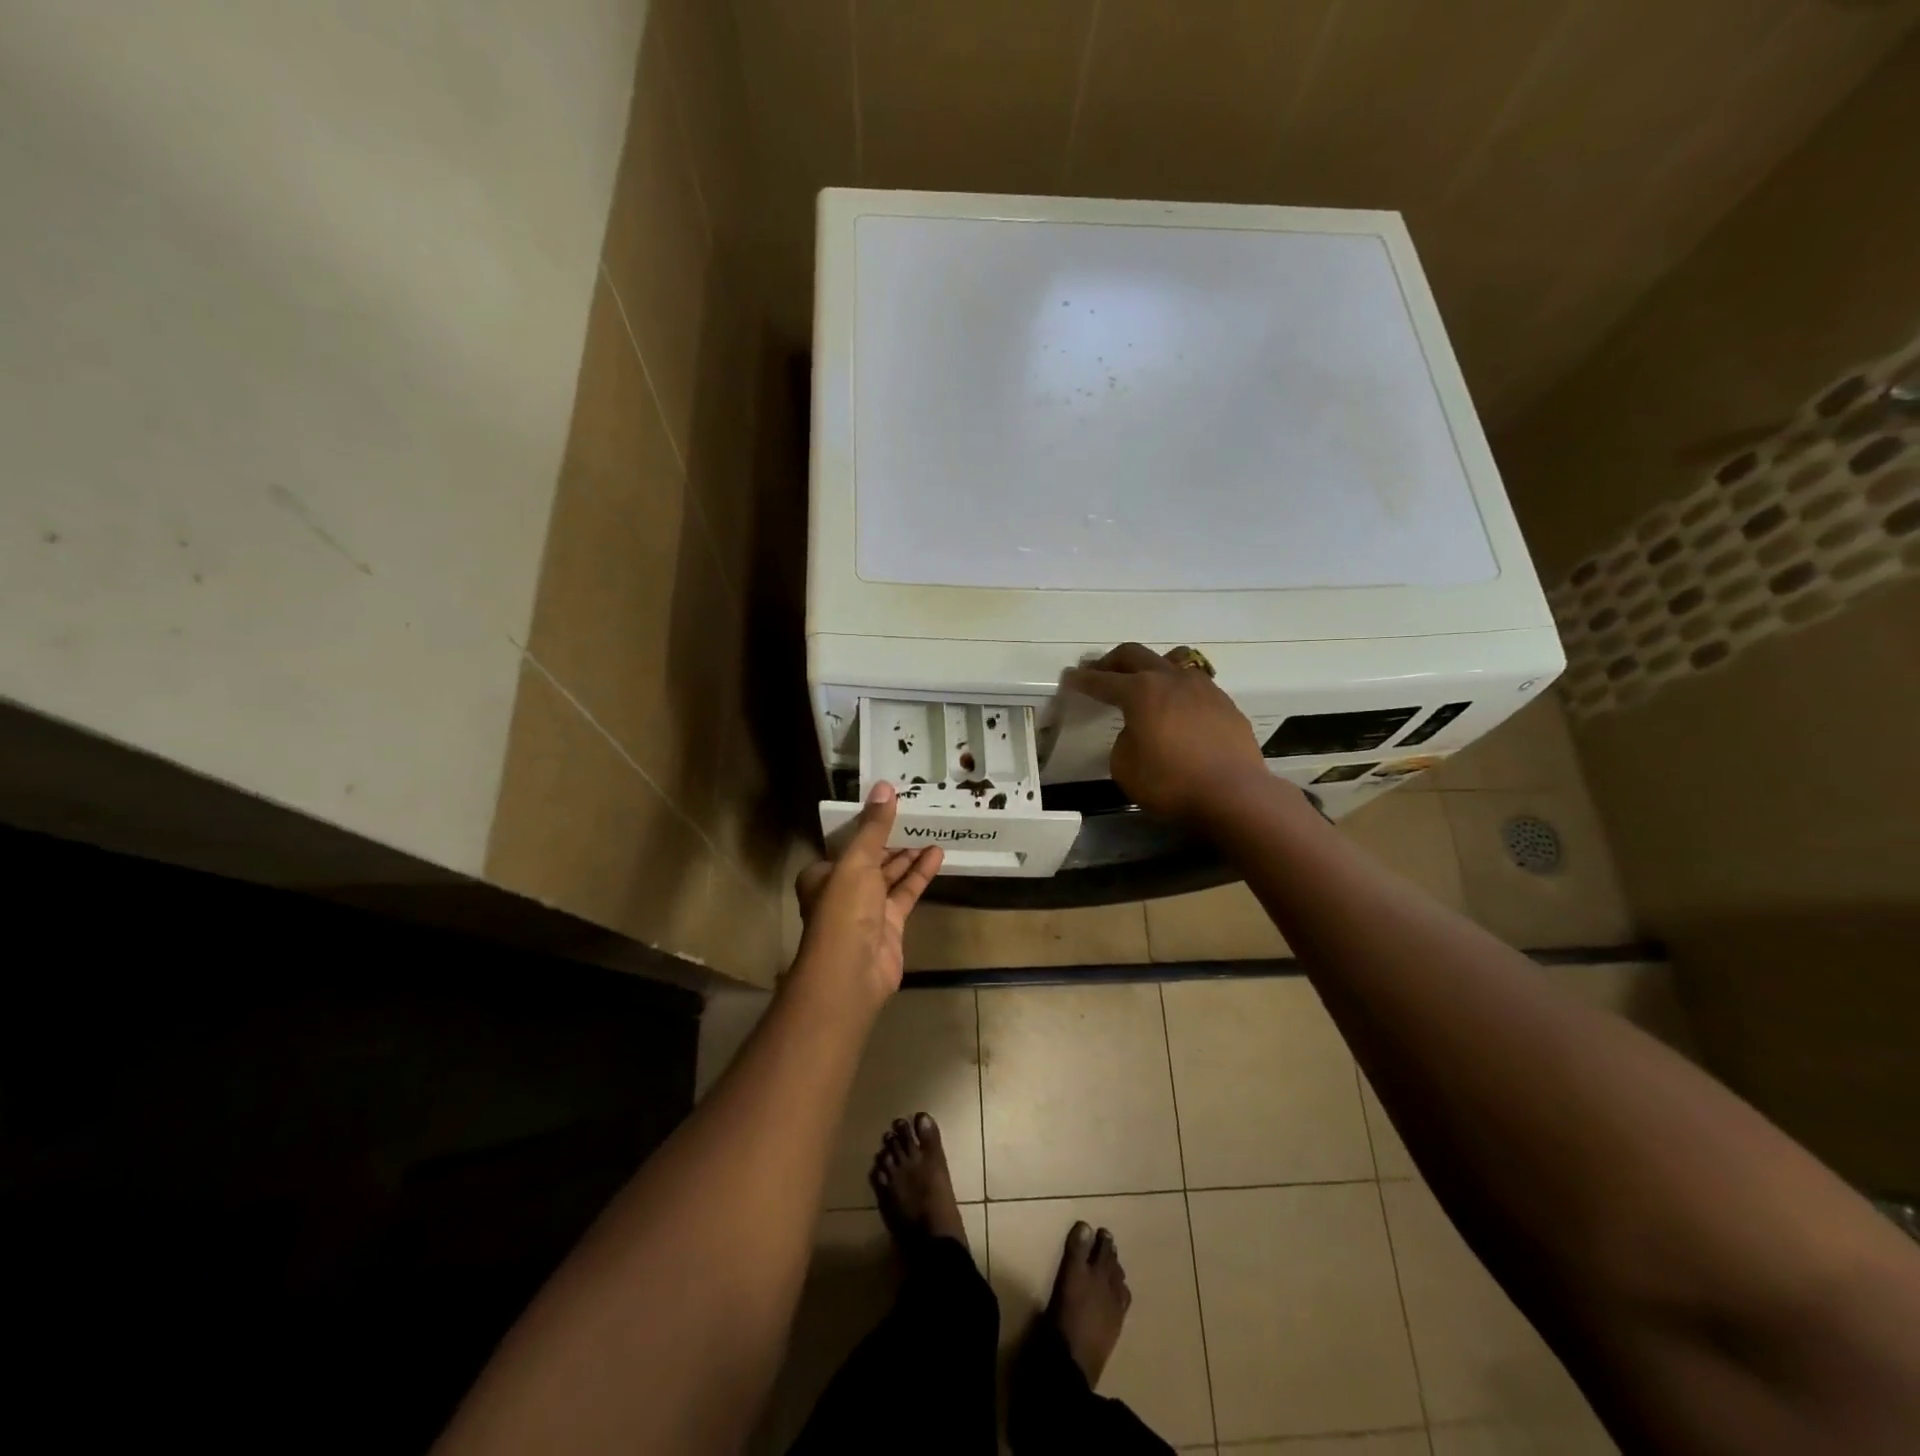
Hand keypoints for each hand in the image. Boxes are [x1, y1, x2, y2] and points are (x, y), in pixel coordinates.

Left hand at [793, 782, 943, 1007]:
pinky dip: (919, 874)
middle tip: (918, 813)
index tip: (891, 805)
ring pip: (890, 875)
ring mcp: (867, 909)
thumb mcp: (857, 860)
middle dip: (892, 839)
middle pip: (870, 858)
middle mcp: (842, 890)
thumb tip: (885, 786)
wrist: (852, 972)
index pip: (847, 843)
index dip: (868, 825)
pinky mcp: (890, 924)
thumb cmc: (844, 909)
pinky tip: (938, 854)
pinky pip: (906, 893)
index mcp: (823, 874)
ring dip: (909, 854)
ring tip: (932, 829)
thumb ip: (874, 826)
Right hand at [1061, 642, 1275, 820]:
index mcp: (1141, 691)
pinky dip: (1177, 690)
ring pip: (1172, 661)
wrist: (1234, 794)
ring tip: (1144, 681)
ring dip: (1150, 667)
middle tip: (1099, 671)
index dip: (1082, 680)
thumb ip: (1124, 740)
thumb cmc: (1171, 782)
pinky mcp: (1225, 704)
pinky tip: (1177, 710)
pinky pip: (1195, 685)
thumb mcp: (1125, 767)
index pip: (1102, 681)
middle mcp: (1171, 679)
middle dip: (1112, 662)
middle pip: (1135, 655)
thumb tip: (1137, 731)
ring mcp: (1203, 688)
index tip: (1069, 677)